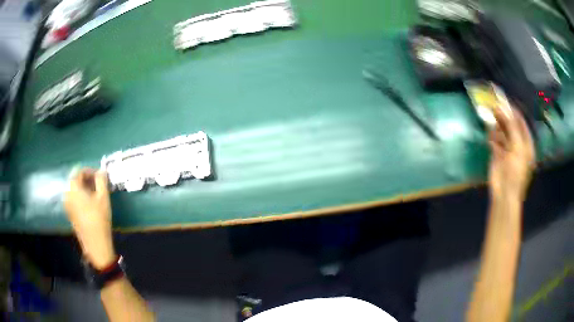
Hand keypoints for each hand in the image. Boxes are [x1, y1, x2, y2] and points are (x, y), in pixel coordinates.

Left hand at [64, 168, 115, 268]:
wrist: (95, 244)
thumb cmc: (99, 219)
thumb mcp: (103, 197)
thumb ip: (101, 180)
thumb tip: (101, 171)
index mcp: (73, 187)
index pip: (79, 171)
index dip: (90, 171)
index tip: (100, 176)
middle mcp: (67, 194)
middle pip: (75, 180)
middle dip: (87, 180)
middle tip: (98, 185)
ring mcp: (67, 205)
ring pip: (74, 190)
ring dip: (84, 189)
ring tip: (95, 195)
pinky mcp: (70, 214)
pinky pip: (74, 199)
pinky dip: (81, 197)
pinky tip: (90, 205)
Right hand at [488, 107, 534, 202]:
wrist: (504, 193)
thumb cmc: (516, 170)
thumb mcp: (518, 146)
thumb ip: (511, 126)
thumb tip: (501, 108)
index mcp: (526, 144)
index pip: (521, 123)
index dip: (514, 112)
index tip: (504, 101)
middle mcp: (517, 145)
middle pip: (511, 126)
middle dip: (504, 116)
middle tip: (495, 106)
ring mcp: (507, 150)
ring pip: (502, 132)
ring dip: (497, 125)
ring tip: (491, 115)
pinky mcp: (497, 155)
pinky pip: (494, 141)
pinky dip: (492, 136)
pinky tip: (490, 133)